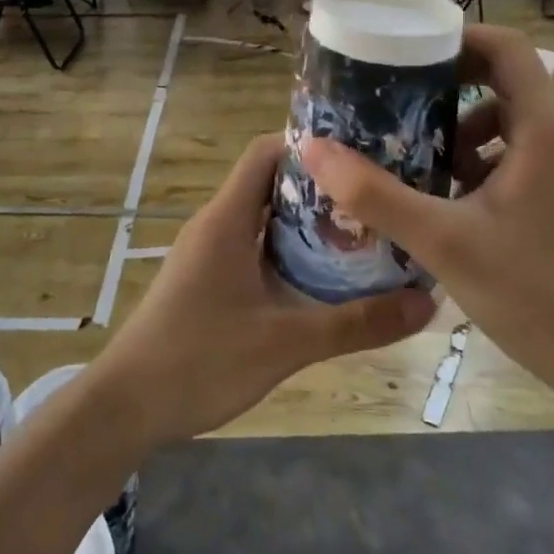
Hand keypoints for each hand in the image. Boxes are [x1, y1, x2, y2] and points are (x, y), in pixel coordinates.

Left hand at [90, 134, 435, 449]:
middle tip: (376, 199)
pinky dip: (287, 251)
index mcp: (226, 219)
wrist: (125, 406)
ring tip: (363, 234)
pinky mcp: (206, 280)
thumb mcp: (285, 343)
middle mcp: (215, 225)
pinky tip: (323, 277)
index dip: (310, 146)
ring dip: (306, 223)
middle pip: (270, 183)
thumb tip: (428, 302)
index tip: (361, 156)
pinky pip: (253, 248)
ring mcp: (208, 253)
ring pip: (262, 219)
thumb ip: (357, 324)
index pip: (266, 151)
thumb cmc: (199, 361)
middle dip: (321, 188)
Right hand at [300, 26, 553, 403]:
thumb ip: (375, 195)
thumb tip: (313, 149)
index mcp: (544, 130)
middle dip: (446, 89)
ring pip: (509, 125)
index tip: (407, 53)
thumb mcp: (443, 241)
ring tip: (412, 158)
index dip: (458, 37)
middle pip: (504, 83)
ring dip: (460, 131)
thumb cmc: (534, 292)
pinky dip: (479, 164)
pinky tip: (444, 200)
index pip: (507, 48)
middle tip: (394, 105)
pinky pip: (519, 157)